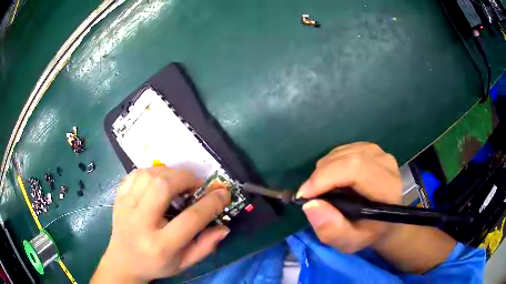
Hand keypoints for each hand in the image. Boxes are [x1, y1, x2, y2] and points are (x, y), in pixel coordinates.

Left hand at [91, 168, 230, 282]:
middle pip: (163, 187)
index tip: (223, 193)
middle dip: (186, 178)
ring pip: (149, 175)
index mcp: (161, 245)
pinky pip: (136, 174)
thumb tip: (224, 227)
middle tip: (196, 184)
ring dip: (169, 173)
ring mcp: (125, 207)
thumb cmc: (156, 265)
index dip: (211, 202)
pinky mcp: (118, 198)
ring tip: (179, 182)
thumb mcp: (184, 263)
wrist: (123, 261)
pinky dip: (152, 172)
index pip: (191, 218)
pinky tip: (159, 181)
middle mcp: (140, 223)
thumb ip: (205, 246)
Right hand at [297, 142, 401, 252]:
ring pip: (342, 153)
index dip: (326, 177)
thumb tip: (310, 204)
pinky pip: (342, 150)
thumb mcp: (349, 242)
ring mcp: (379, 153)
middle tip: (309, 195)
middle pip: (347, 158)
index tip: (305, 195)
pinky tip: (332, 179)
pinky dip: (330, 164)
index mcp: (387, 188)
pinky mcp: (371, 149)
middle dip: (321, 175)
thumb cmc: (368, 233)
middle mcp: (386, 164)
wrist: (385, 221)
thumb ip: (332, 230)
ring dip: (324, 170)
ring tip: (322, 190)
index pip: (356, 169)